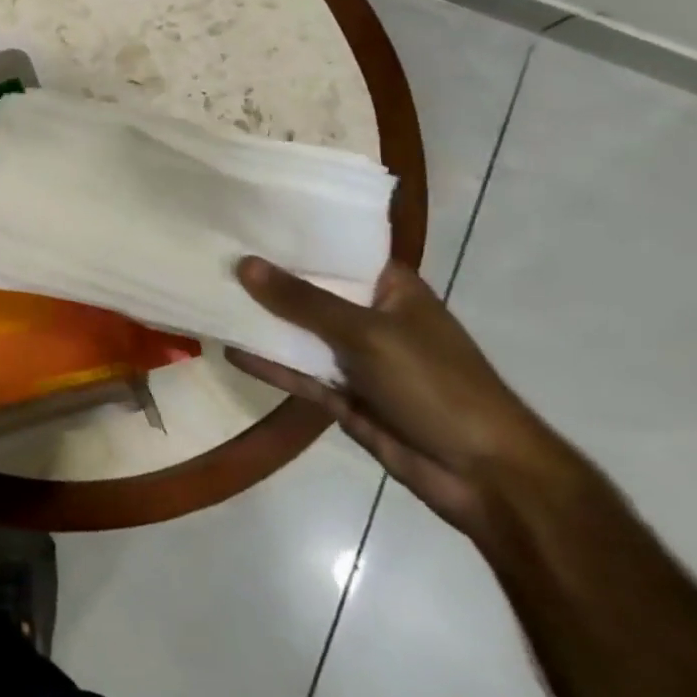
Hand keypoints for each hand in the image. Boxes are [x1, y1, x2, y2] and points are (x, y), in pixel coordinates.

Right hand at [228, 256, 567, 542]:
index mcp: (390, 289)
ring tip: (208, 295)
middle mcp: (369, 316)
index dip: (291, 236)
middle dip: (265, 277)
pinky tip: (229, 349)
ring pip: (298, 332)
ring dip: (261, 320)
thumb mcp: (368, 333)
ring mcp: (355, 358)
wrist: (487, 478)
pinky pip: (297, 372)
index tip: (243, 218)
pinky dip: (267, 363)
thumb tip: (244, 264)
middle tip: (211, 252)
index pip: (334, 250)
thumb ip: (303, 301)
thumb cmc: (438, 386)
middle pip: (309, 290)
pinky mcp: (342, 395)